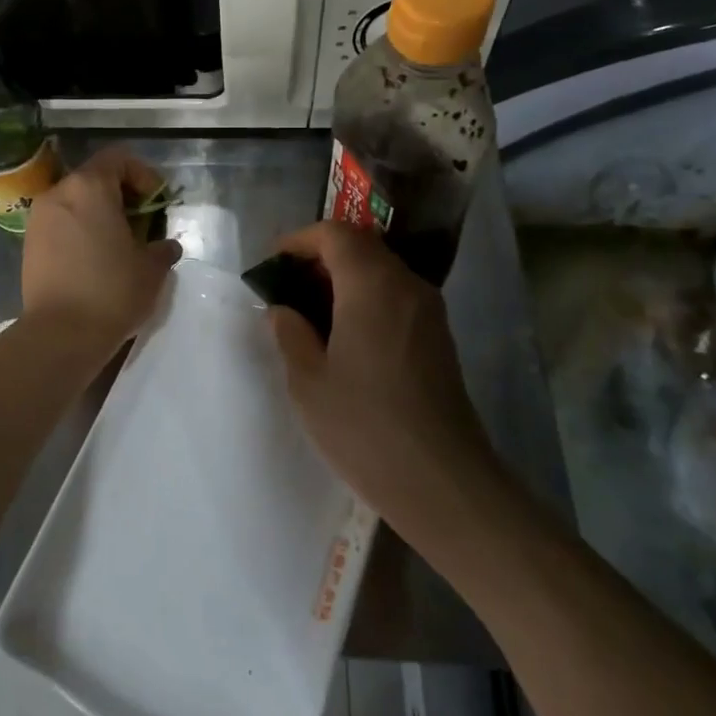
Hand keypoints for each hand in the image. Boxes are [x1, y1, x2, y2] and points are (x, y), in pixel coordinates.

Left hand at [21, 148, 181, 352]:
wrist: (60, 334)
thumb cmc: (111, 291)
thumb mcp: (152, 269)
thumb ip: (162, 248)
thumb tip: (166, 246)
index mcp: (89, 187)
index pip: (118, 158)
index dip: (143, 175)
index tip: (157, 203)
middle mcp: (59, 193)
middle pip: (95, 178)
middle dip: (121, 195)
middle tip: (142, 224)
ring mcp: (39, 218)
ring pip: (75, 201)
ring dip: (99, 214)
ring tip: (118, 244)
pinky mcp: (29, 243)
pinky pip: (60, 223)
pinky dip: (79, 230)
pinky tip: (95, 259)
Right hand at [269, 222, 502, 533]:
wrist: (442, 481)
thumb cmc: (365, 426)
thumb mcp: (308, 381)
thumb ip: (290, 333)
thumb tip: (283, 309)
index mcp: (371, 285)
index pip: (335, 234)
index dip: (300, 240)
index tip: (274, 263)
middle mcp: (406, 285)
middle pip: (361, 247)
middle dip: (321, 257)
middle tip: (288, 287)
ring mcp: (428, 311)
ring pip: (381, 270)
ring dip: (344, 278)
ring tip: (311, 312)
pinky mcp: (438, 337)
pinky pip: (396, 296)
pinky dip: (366, 298)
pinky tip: (345, 336)